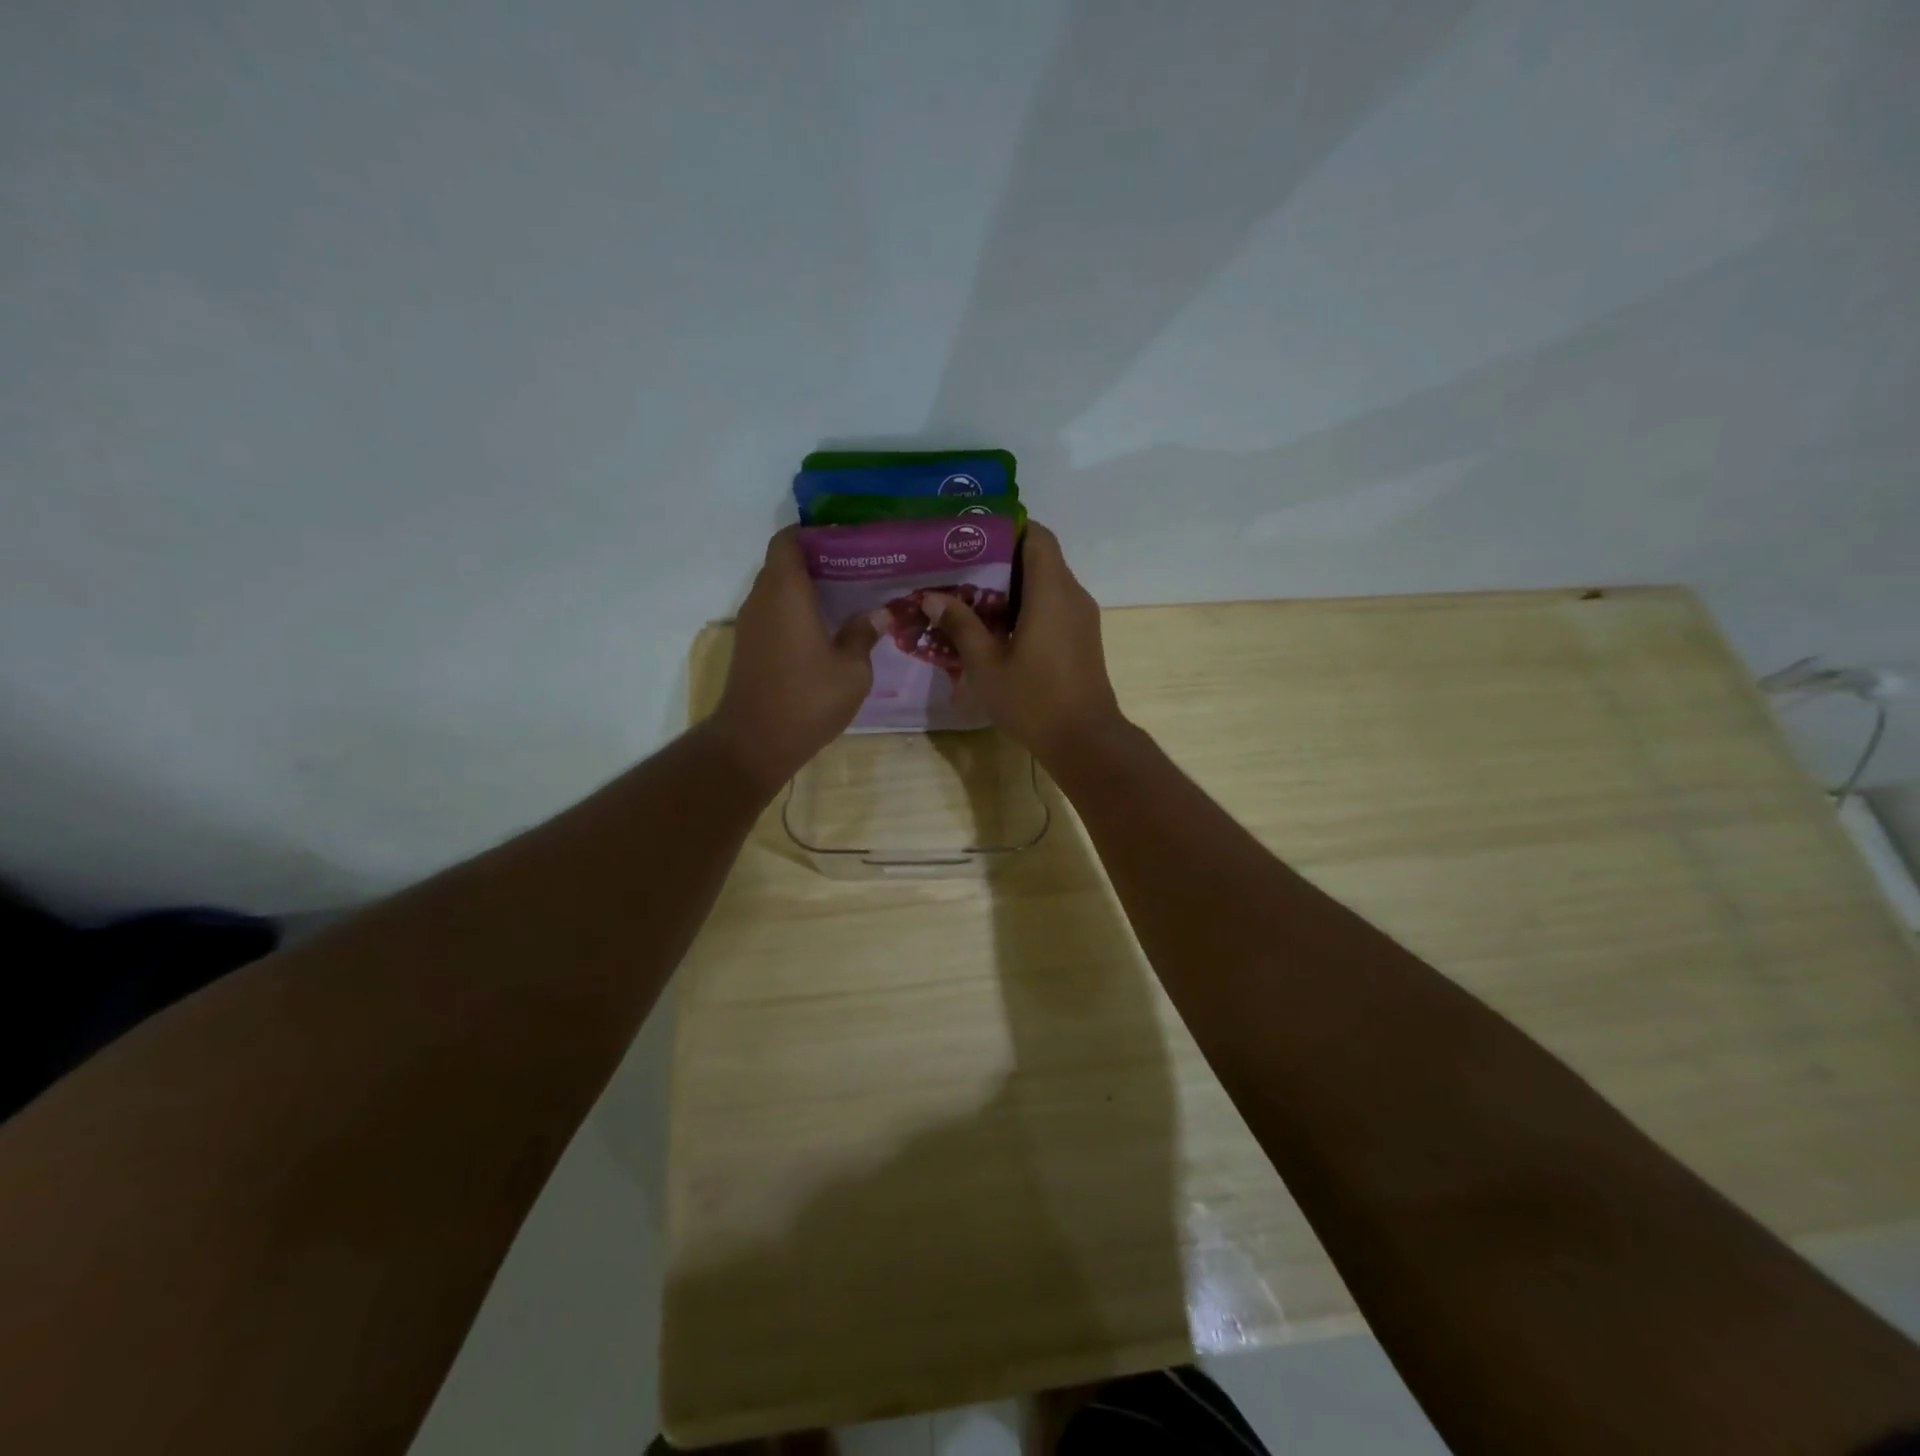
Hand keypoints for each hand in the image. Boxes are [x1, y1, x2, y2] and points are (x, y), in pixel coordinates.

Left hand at [709, 527, 878, 789]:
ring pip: (778, 588)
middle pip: (784, 562)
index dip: (815, 533)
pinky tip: (828, 625)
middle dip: (818, 559)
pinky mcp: (750, 645)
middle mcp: (762, 598)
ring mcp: (752, 623)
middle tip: (859, 566)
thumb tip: (880, 613)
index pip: (789, 540)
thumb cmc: (807, 700)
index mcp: (786, 591)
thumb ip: (864, 634)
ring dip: (808, 586)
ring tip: (849, 594)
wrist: (755, 743)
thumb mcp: (852, 670)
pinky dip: (797, 608)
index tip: (847, 540)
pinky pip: (774, 611)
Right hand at [924, 522, 1126, 766]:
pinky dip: (1030, 605)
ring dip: (1015, 585)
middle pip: (1041, 557)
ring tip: (974, 597)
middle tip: (962, 568)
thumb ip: (960, 625)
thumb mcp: (986, 665)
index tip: (974, 536)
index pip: (1037, 535)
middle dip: (1003, 558)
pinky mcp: (1083, 636)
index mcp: (1051, 591)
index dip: (1007, 528)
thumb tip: (931, 597)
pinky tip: (1000, 627)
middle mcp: (1072, 594)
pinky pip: (1055, 605)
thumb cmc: (1033, 700)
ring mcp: (1082, 617)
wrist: (1085, 739)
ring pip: (1048, 582)